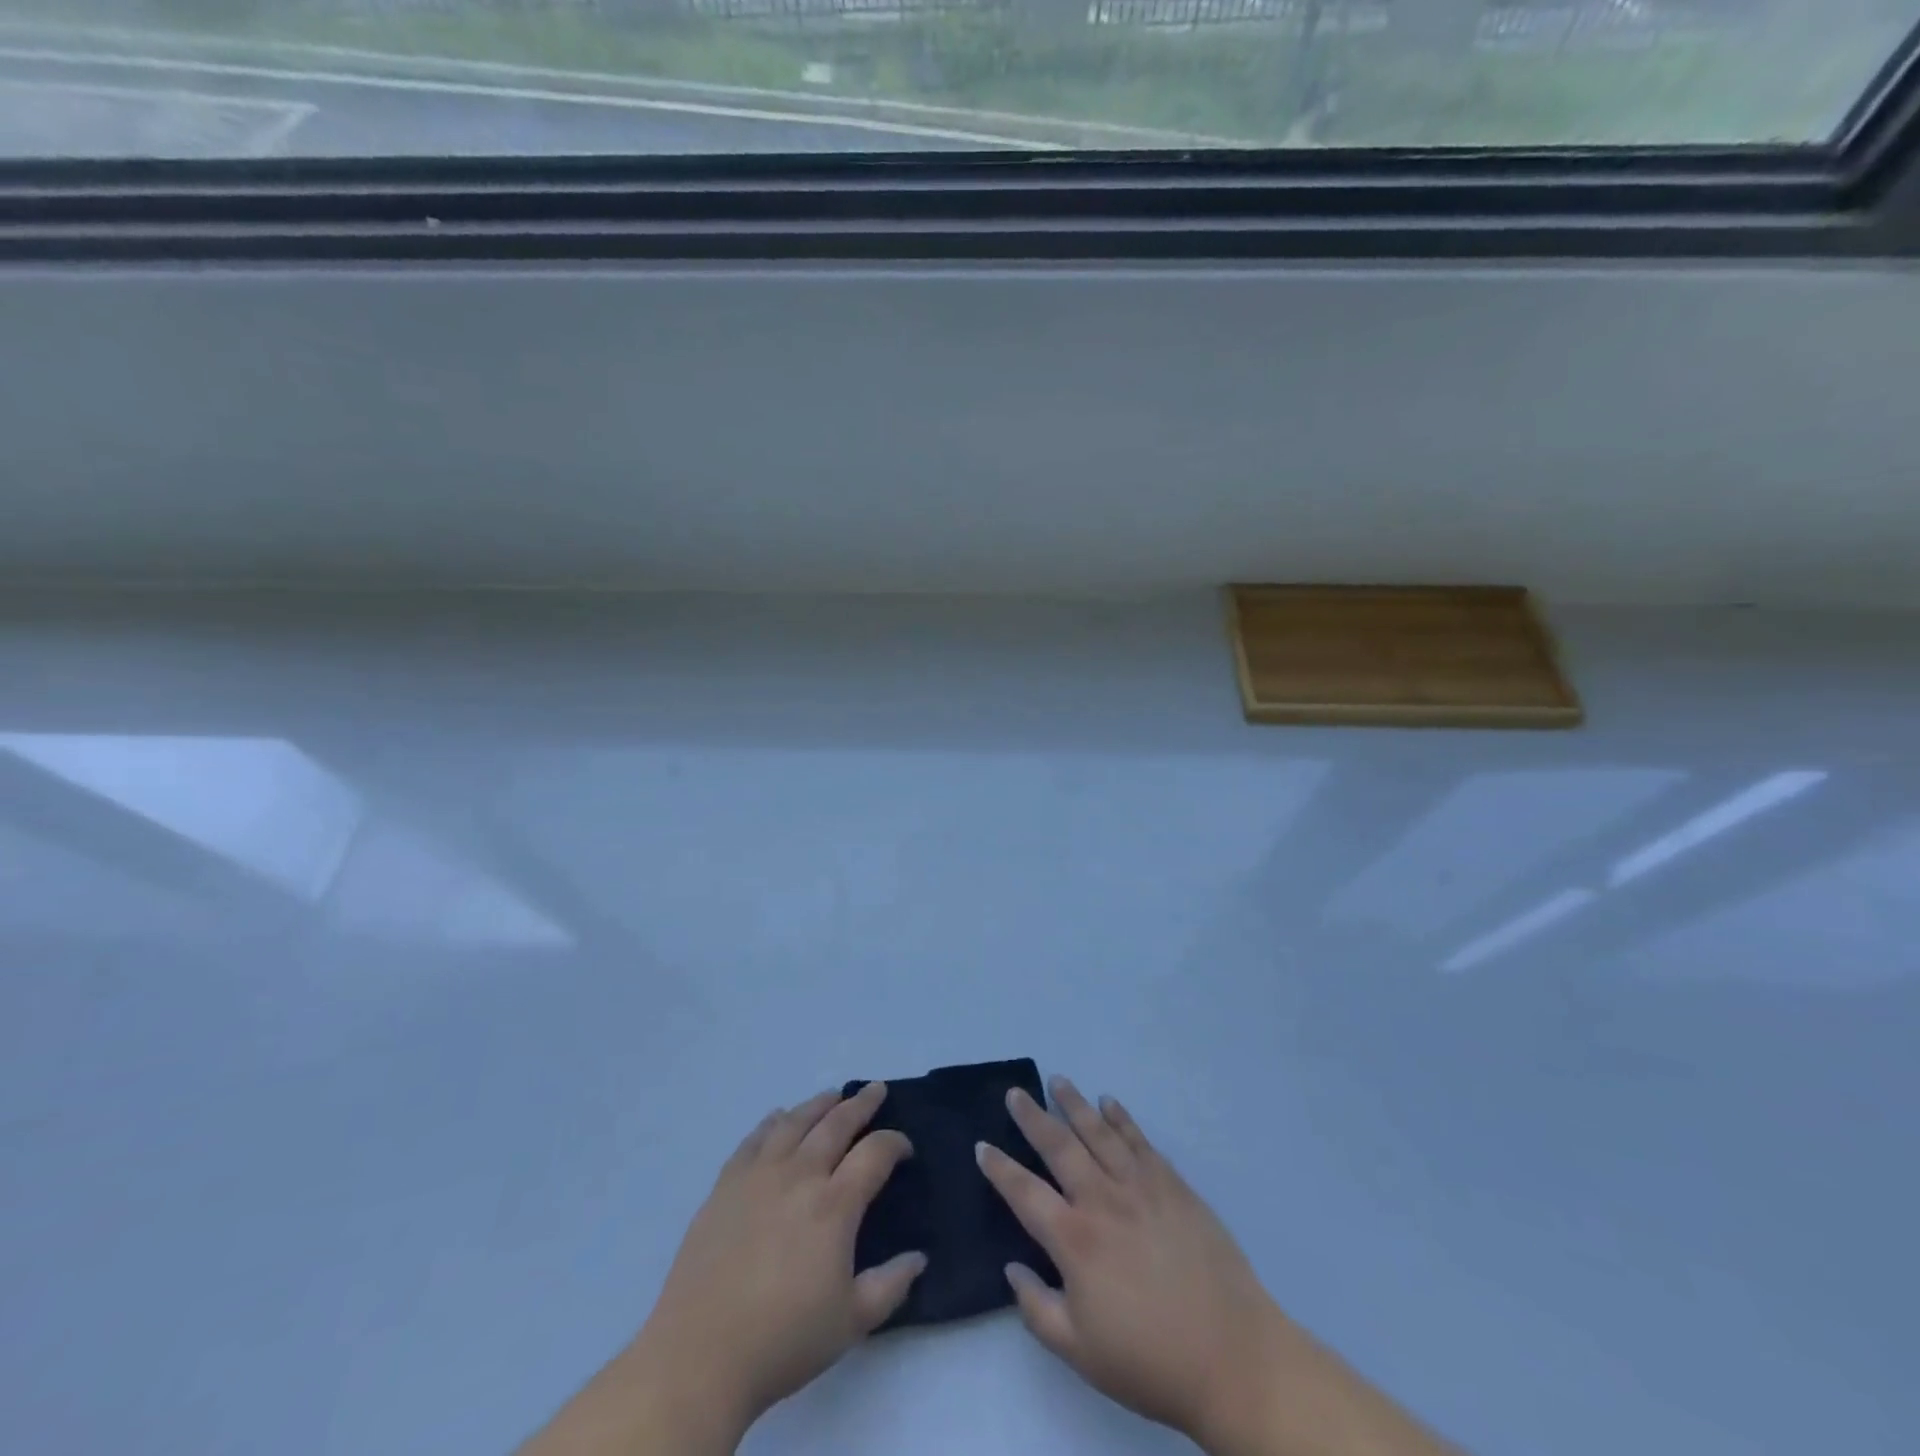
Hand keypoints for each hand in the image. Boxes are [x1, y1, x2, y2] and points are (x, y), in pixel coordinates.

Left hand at [521, 1083, 923, 1454]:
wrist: (699, 1356)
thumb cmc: (783, 1340)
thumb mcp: (851, 1323)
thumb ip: (890, 1286)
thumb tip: (919, 1258)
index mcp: (834, 1205)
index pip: (874, 1154)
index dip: (895, 1143)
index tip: (904, 1147)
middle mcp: (799, 1176)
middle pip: (836, 1124)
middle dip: (861, 1104)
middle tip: (876, 1090)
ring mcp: (758, 1175)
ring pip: (794, 1122)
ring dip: (818, 1104)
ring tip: (832, 1096)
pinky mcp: (725, 1185)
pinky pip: (753, 1139)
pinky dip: (772, 1122)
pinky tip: (778, 1118)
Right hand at [976, 1078, 1293, 1450]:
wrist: (1232, 1357)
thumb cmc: (1149, 1361)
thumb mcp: (1080, 1353)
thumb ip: (1037, 1308)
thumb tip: (1012, 1268)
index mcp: (1074, 1240)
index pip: (1024, 1192)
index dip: (1000, 1168)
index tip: (982, 1145)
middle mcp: (1102, 1200)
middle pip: (1059, 1146)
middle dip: (1033, 1117)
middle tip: (1015, 1093)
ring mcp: (1140, 1186)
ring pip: (1099, 1132)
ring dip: (1075, 1104)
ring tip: (1057, 1081)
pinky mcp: (1173, 1185)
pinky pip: (1140, 1141)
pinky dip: (1122, 1118)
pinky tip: (1110, 1103)